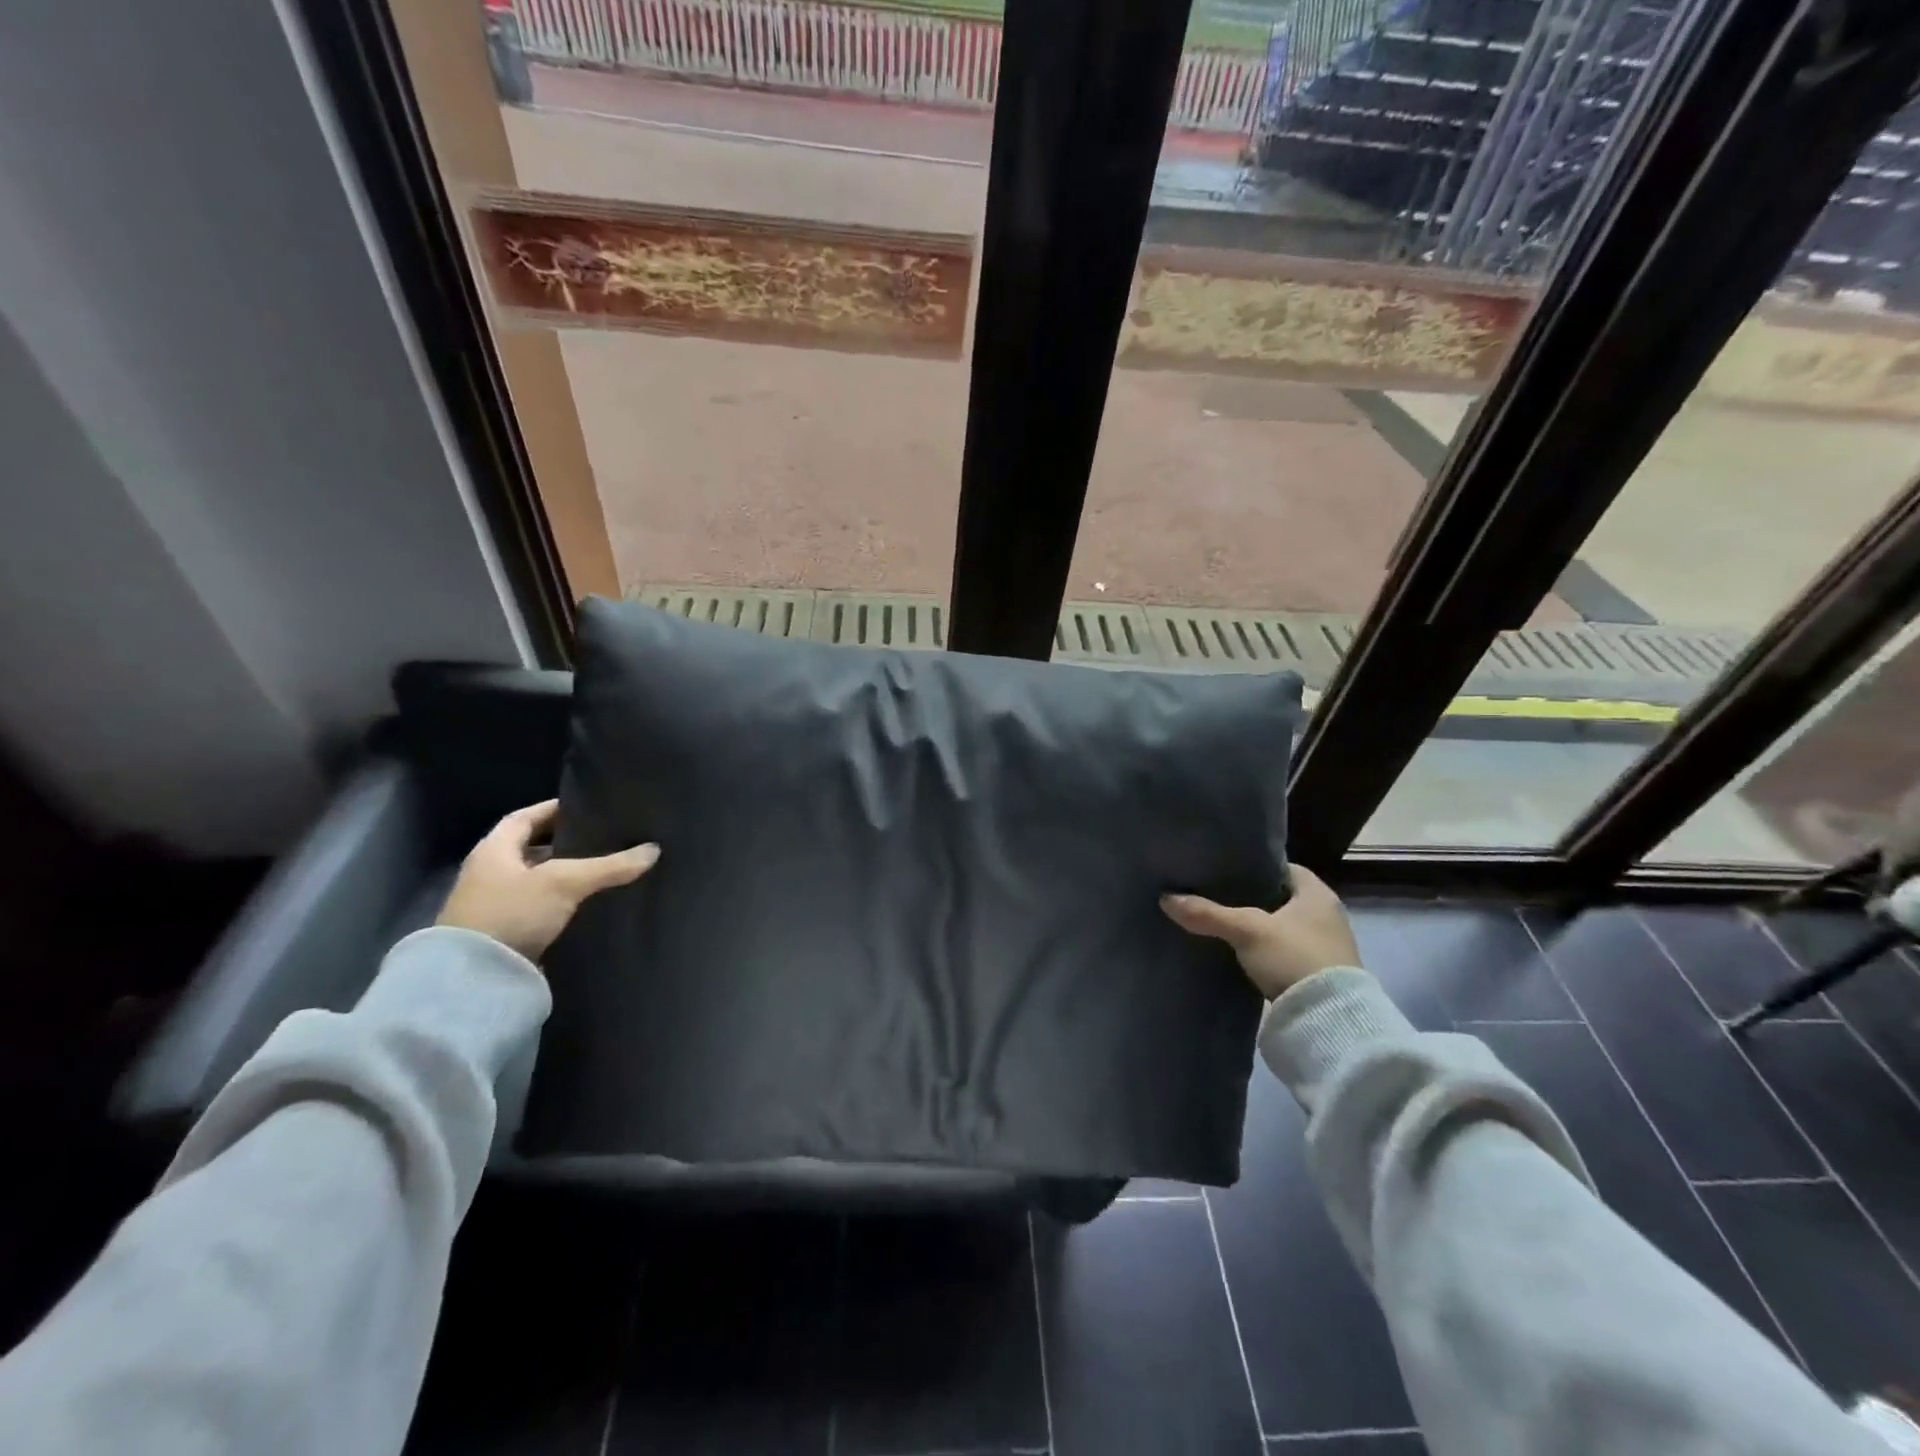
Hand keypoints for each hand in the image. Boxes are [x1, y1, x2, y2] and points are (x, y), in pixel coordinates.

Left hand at [437, 800, 658, 962]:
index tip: (585, 806)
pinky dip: (559, 900)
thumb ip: (609, 866)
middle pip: (530, 848)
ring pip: (536, 878)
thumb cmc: (512, 913)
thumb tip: (654, 850)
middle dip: (563, 842)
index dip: (554, 809)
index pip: (524, 818)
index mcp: (493, 850)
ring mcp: (493, 905)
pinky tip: (585, 902)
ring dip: (563, 873)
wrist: (472, 980)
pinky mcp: (503, 932)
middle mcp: (488, 873)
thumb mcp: (565, 882)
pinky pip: (537, 905)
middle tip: (601, 837)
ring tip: (601, 868)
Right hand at [1161, 865, 1359, 998]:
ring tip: (1221, 922)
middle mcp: (1327, 915)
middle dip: (1251, 897)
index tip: (1226, 871)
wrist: (1329, 1020)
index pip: (1283, 868)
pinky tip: (1238, 951)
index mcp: (1318, 894)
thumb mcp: (1246, 931)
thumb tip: (1165, 898)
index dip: (1255, 867)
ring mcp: (1324, 946)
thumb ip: (1208, 913)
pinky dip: (1263, 949)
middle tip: (1216, 894)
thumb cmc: (1294, 957)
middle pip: (1281, 897)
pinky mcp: (1317, 973)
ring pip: (1281, 925)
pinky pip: (1283, 950)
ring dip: (1258, 926)